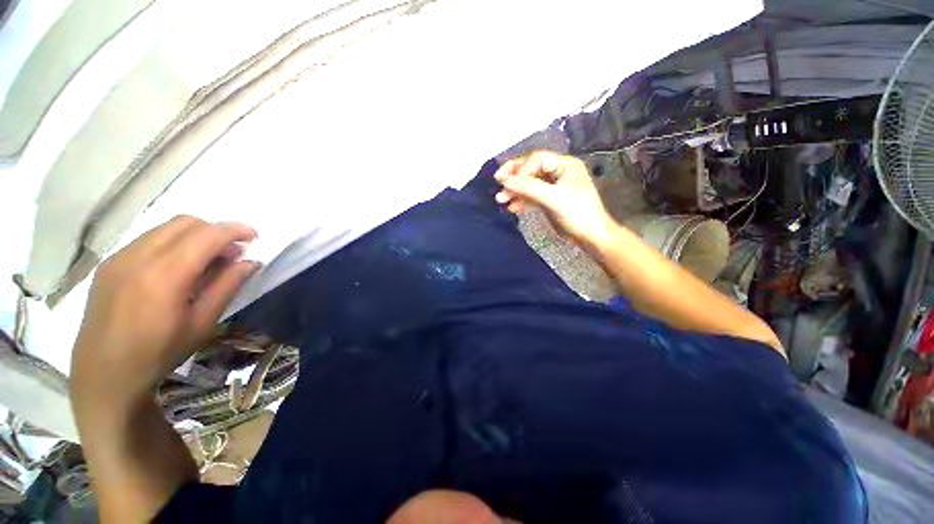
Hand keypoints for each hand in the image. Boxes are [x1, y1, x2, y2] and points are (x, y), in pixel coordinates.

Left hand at [70, 216, 259, 411]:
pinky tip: (177, 267)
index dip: (234, 230)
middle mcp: (138, 257)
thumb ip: (227, 286)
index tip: (253, 236)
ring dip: (193, 235)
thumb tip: (251, 262)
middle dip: (215, 230)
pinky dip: (171, 243)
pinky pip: (147, 239)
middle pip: (185, 222)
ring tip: (206, 260)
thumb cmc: (158, 354)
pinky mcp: (108, 264)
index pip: (206, 235)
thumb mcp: (202, 323)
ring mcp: (118, 258)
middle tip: (231, 252)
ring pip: (165, 228)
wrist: (103, 375)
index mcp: (164, 275)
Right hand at [494, 151, 612, 248]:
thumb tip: (504, 180)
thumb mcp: (553, 198)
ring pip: (530, 184)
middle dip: (514, 179)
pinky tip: (511, 208)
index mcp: (565, 165)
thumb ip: (529, 188)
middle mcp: (558, 172)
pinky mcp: (549, 200)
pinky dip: (521, 201)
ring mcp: (553, 187)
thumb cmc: (577, 213)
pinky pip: (532, 196)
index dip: (520, 169)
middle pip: (531, 170)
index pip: (536, 160)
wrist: (590, 236)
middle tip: (498, 185)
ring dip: (515, 191)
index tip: (506, 182)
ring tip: (500, 200)